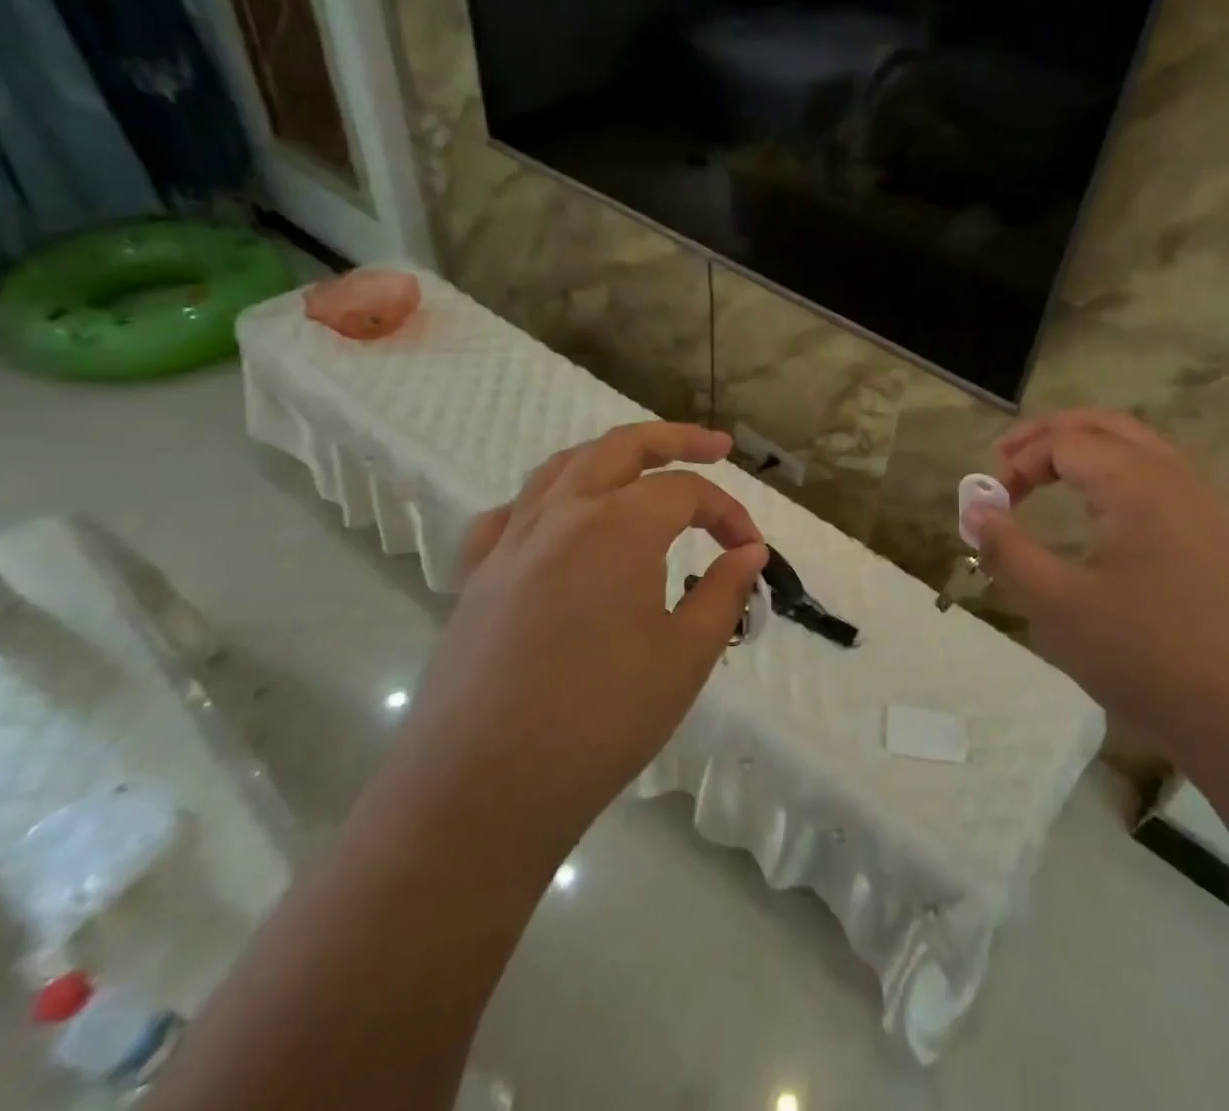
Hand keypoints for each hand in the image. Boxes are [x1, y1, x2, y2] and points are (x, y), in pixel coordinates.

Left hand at [399, 422, 766, 858]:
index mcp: (618, 527)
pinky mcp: (477, 575)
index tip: (750, 550)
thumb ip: (723, 592)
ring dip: (611, 457)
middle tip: (715, 447)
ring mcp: (511, 541)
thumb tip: (748, 553)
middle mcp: (562, 515)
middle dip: (674, 439)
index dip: (727, 513)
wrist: (481, 789)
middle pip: (621, 447)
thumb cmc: (600, 722)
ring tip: (643, 471)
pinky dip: (546, 501)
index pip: (686, 493)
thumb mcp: (684, 657)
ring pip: (564, 467)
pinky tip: (559, 524)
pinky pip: (513, 513)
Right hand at [967, 410, 1228, 772]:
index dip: (1019, 461)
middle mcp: (1179, 478)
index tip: (992, 502)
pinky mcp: (1224, 538)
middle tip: (1008, 459)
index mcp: (1139, 483)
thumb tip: (975, 509)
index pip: (1065, 442)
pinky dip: (1119, 476)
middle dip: (1051, 435)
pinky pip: (1163, 480)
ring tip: (1049, 477)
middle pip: (1106, 426)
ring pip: (1140, 449)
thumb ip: (1008, 550)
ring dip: (1088, 452)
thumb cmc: (1150, 658)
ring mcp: (1210, 506)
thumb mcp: (1058, 607)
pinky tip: (1104, 516)